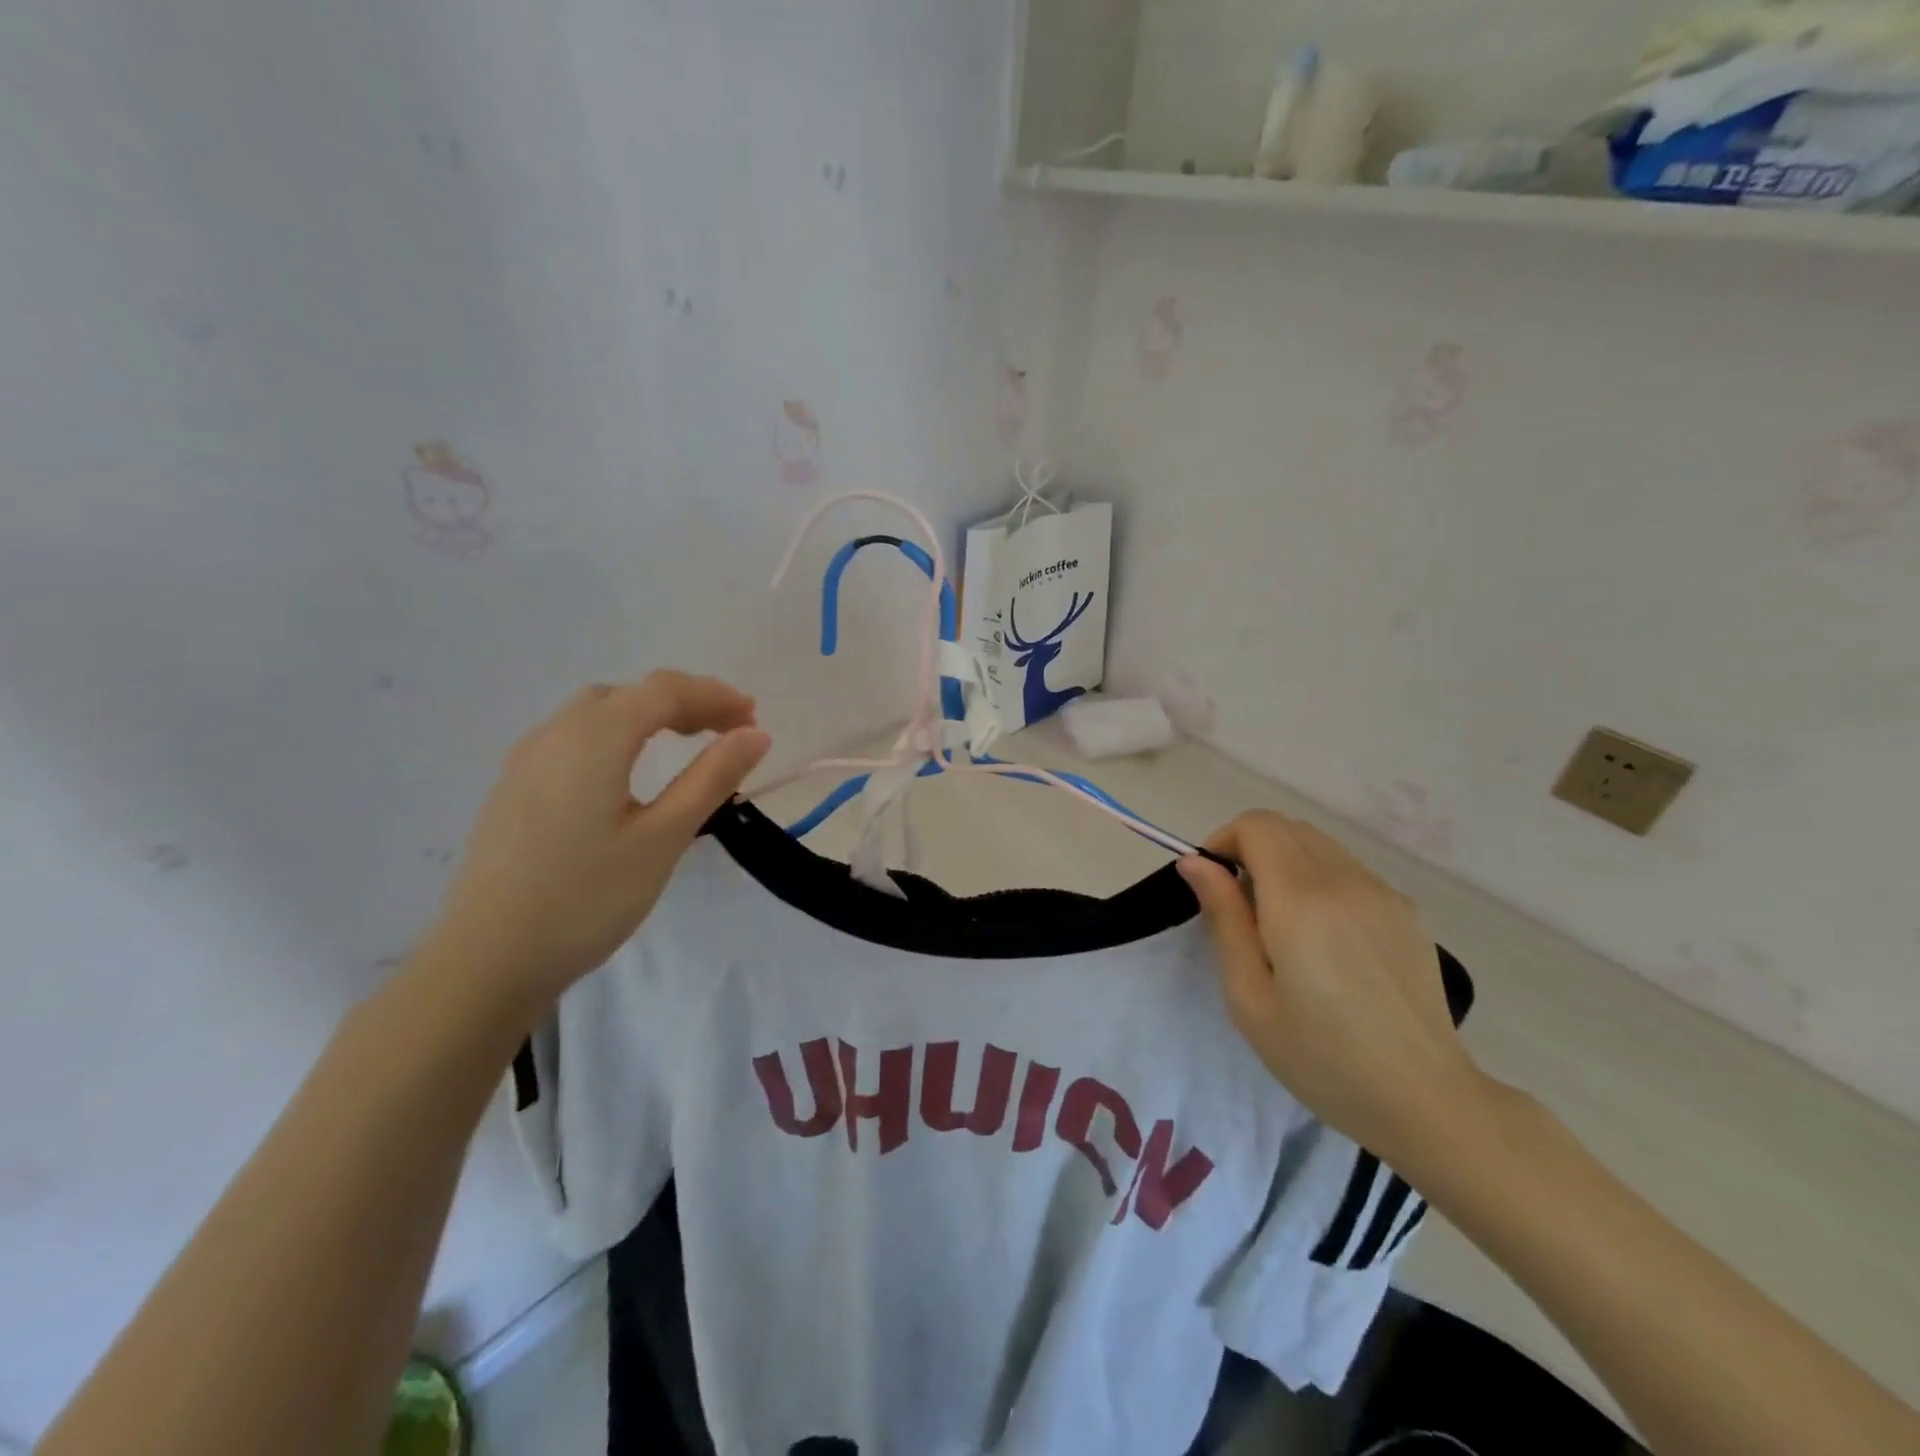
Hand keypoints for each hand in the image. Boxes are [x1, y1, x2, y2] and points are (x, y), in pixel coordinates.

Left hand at [424, 672, 770, 1003]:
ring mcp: (525, 761)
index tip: (754, 718)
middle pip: (629, 694)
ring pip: (596, 713)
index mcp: (594, 738)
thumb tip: (756, 735)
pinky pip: (573, 738)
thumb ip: (711, 778)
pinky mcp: (512, 789)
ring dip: (648, 716)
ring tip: (685, 745)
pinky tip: (626, 774)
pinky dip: (616, 736)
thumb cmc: (586, 898)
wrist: (485, 962)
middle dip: (684, 702)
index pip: (664, 690)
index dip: (714, 696)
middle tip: (727, 732)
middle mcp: (555, 734)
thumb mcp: (662, 838)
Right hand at [1178, 811, 1485, 1164]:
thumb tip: (1195, 862)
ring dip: (1287, 864)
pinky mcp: (1408, 911)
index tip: (1214, 886)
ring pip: (1319, 845)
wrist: (1426, 1101)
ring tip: (1284, 927)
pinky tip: (1328, 941)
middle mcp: (1346, 881)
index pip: (1256, 824)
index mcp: (1301, 900)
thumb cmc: (1321, 1057)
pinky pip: (1350, 870)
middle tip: (1242, 910)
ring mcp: (1384, 893)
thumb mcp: (1249, 996)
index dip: (1224, 842)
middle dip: (1251, 850)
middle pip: (1286, 827)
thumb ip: (1223, 918)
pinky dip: (1322, 880)